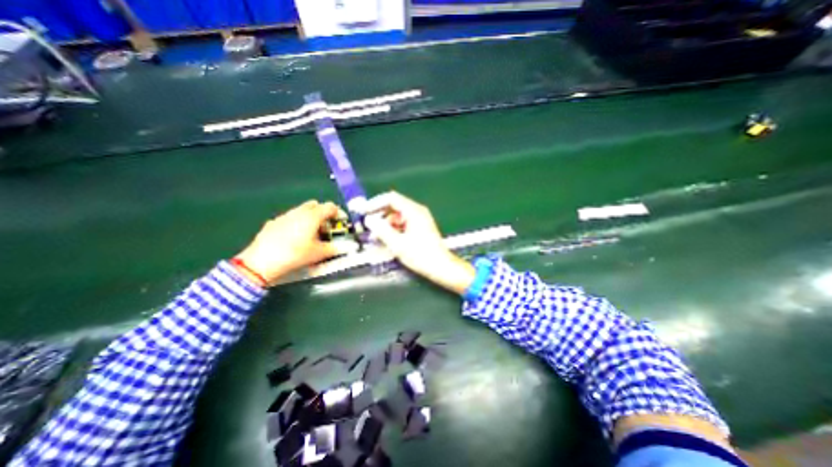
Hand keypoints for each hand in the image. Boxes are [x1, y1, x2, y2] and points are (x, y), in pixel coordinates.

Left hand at [236, 199, 348, 286]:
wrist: (261, 262)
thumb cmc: (295, 254)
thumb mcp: (319, 253)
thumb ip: (335, 248)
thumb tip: (348, 247)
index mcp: (313, 216)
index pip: (331, 207)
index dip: (339, 214)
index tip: (341, 224)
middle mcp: (299, 211)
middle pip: (315, 205)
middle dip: (323, 214)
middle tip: (326, 228)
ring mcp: (284, 216)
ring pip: (301, 211)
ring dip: (310, 218)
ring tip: (311, 234)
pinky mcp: (273, 222)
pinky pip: (290, 218)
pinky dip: (296, 223)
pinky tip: (294, 238)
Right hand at [365, 192, 473, 292]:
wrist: (441, 266)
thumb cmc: (421, 255)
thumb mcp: (398, 244)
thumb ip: (382, 230)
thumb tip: (369, 220)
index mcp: (414, 211)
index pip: (391, 199)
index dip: (375, 203)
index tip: (363, 211)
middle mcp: (417, 211)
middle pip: (394, 207)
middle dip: (380, 216)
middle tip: (368, 227)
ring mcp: (420, 219)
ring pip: (397, 217)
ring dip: (386, 225)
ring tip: (376, 237)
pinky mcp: (420, 228)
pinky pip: (403, 224)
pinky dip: (393, 230)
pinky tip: (387, 240)